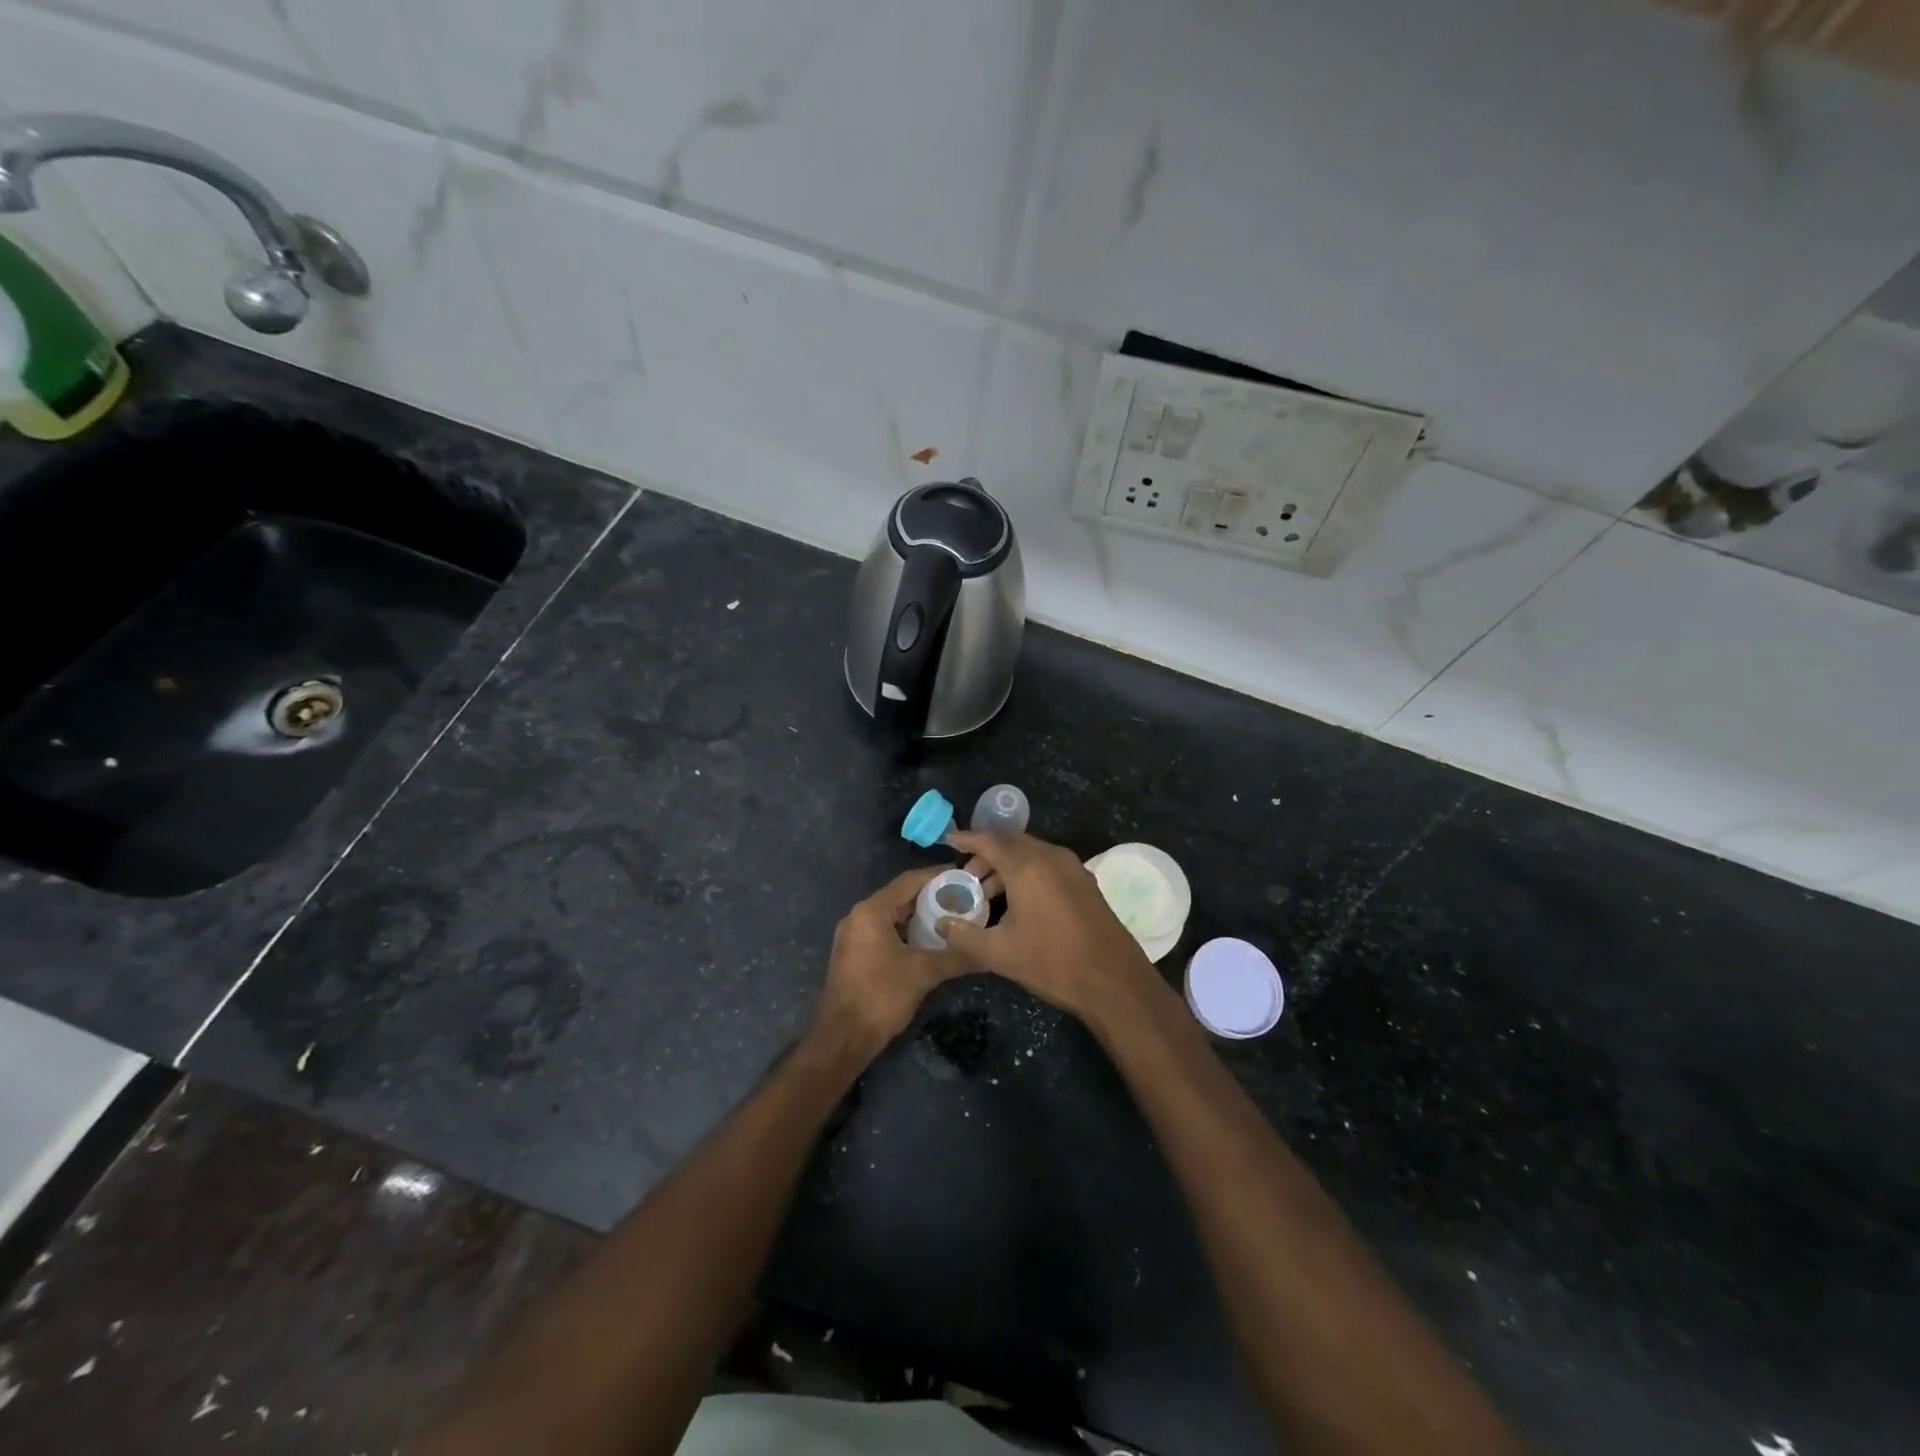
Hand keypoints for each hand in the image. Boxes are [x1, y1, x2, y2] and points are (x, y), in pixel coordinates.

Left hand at [813, 867, 969, 1057]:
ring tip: (952, 918)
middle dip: (932, 897)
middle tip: (963, 898)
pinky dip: (907, 932)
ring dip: (920, 916)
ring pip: (893, 916)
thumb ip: (956, 956)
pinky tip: (930, 941)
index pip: (909, 881)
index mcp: (871, 911)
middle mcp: (859, 916)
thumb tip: (988, 951)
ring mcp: (854, 936)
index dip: (938, 876)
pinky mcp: (855, 954)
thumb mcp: (923, 973)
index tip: (964, 876)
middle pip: (900, 896)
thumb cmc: (880, 997)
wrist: (842, 1039)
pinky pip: (885, 932)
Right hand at [938, 831, 1161, 1027]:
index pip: (989, 840)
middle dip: (987, 852)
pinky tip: (1020, 898)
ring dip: (1008, 863)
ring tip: (989, 891)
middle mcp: (1051, 857)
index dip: (967, 839)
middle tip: (967, 873)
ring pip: (1032, 852)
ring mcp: (1072, 867)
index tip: (949, 841)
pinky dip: (1028, 870)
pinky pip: (1049, 864)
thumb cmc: (1051, 962)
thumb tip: (941, 923)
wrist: (1113, 980)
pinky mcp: (1085, 882)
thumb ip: (964, 935)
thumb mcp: (999, 953)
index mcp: (1027, 866)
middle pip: (1012, 842)